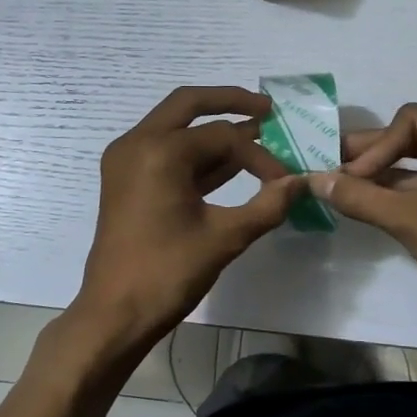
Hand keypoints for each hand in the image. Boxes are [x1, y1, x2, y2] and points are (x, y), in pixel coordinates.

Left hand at [74, 87, 304, 346]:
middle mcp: (136, 143)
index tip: (283, 181)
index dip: (258, 156)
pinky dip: (194, 154)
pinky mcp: (124, 179)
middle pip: (188, 104)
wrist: (115, 313)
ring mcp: (126, 160)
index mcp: (159, 151)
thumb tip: (301, 183)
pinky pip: (164, 151)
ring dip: (212, 130)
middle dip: (229, 103)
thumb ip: (267, 206)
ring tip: (257, 132)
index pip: (221, 136)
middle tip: (267, 109)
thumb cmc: (167, 273)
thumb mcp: (224, 238)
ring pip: (174, 127)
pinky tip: (228, 165)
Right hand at [310, 104, 416, 346]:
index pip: (411, 120)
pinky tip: (369, 207)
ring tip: (342, 188)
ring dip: (383, 177)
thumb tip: (313, 180)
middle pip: (415, 138)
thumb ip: (360, 197)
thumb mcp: (411, 219)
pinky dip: (401, 196)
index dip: (376, 146)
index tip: (349, 177)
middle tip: (331, 167)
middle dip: (374, 155)